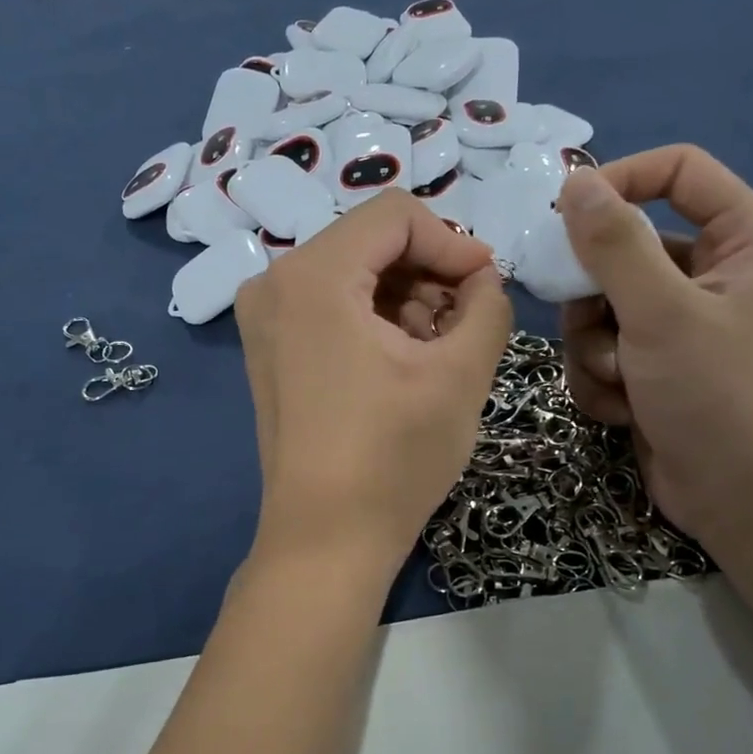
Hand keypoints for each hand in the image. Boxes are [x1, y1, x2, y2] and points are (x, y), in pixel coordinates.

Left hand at [235, 190, 512, 574]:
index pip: (396, 215)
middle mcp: (273, 282)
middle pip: (371, 241)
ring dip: (405, 299)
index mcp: (312, 275)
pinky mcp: (268, 350)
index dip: (454, 244)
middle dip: (430, 274)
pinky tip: (402, 362)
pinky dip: (372, 319)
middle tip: (467, 323)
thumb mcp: (461, 374)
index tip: (489, 288)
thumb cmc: (394, 456)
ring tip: (437, 350)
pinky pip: (329, 306)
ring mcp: (263, 318)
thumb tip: (483, 280)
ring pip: (352, 274)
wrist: (325, 538)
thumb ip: (488, 305)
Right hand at [554, 144, 752, 543]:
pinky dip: (601, 379)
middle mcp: (712, 272)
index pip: (677, 171)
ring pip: (599, 305)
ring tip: (622, 381)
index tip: (565, 215)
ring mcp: (679, 322)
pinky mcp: (654, 364)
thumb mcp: (662, 313)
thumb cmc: (718, 395)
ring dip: (595, 348)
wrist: (742, 500)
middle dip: (597, 298)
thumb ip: (615, 244)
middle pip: (622, 247)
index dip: (620, 181)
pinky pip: (601, 348)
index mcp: (742, 238)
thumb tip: (575, 182)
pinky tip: (625, 409)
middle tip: (598, 329)